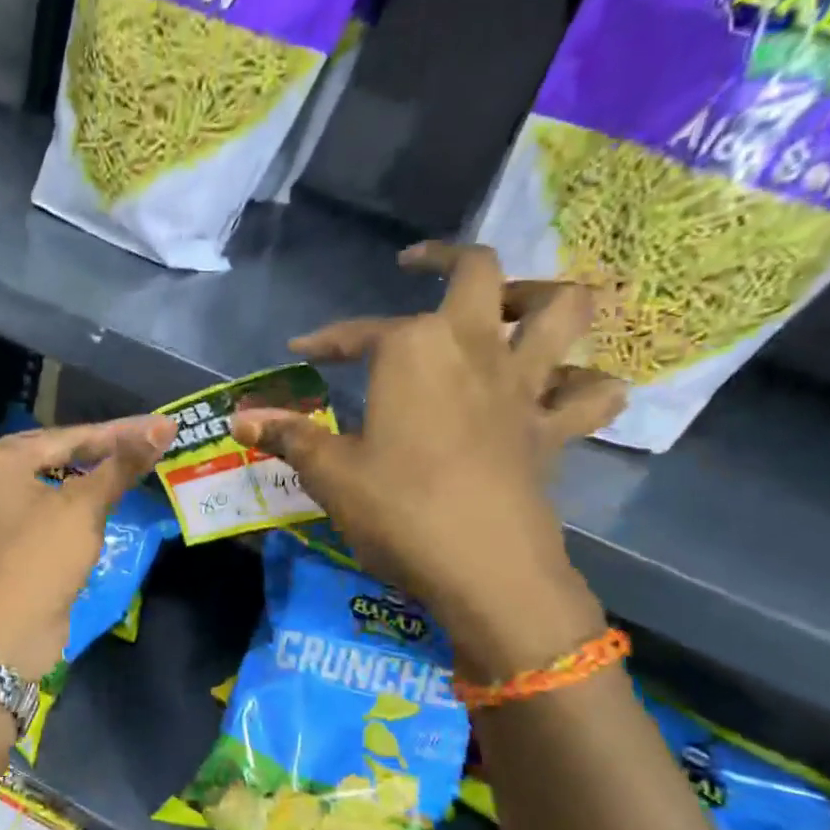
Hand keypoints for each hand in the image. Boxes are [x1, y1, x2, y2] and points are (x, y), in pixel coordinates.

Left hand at [0, 416, 176, 682]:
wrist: (9, 631)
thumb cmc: (43, 557)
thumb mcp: (85, 505)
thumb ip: (122, 464)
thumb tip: (162, 427)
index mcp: (5, 459)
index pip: (74, 435)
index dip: (122, 432)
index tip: (162, 427)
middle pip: (61, 455)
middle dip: (106, 452)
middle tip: (150, 446)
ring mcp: (0, 511)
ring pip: (56, 483)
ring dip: (92, 478)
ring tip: (130, 470)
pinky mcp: (11, 540)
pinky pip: (49, 509)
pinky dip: (75, 503)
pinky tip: (96, 502)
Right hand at [232, 243, 623, 678]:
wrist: (484, 570)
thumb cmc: (398, 509)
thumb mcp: (329, 473)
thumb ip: (288, 436)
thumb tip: (239, 419)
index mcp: (413, 350)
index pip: (359, 332)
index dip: (326, 340)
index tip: (302, 352)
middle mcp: (475, 348)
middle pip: (480, 272)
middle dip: (446, 259)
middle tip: (418, 265)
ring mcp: (524, 385)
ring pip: (562, 310)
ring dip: (537, 297)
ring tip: (506, 308)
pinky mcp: (555, 429)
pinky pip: (590, 393)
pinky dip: (582, 383)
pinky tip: (557, 390)